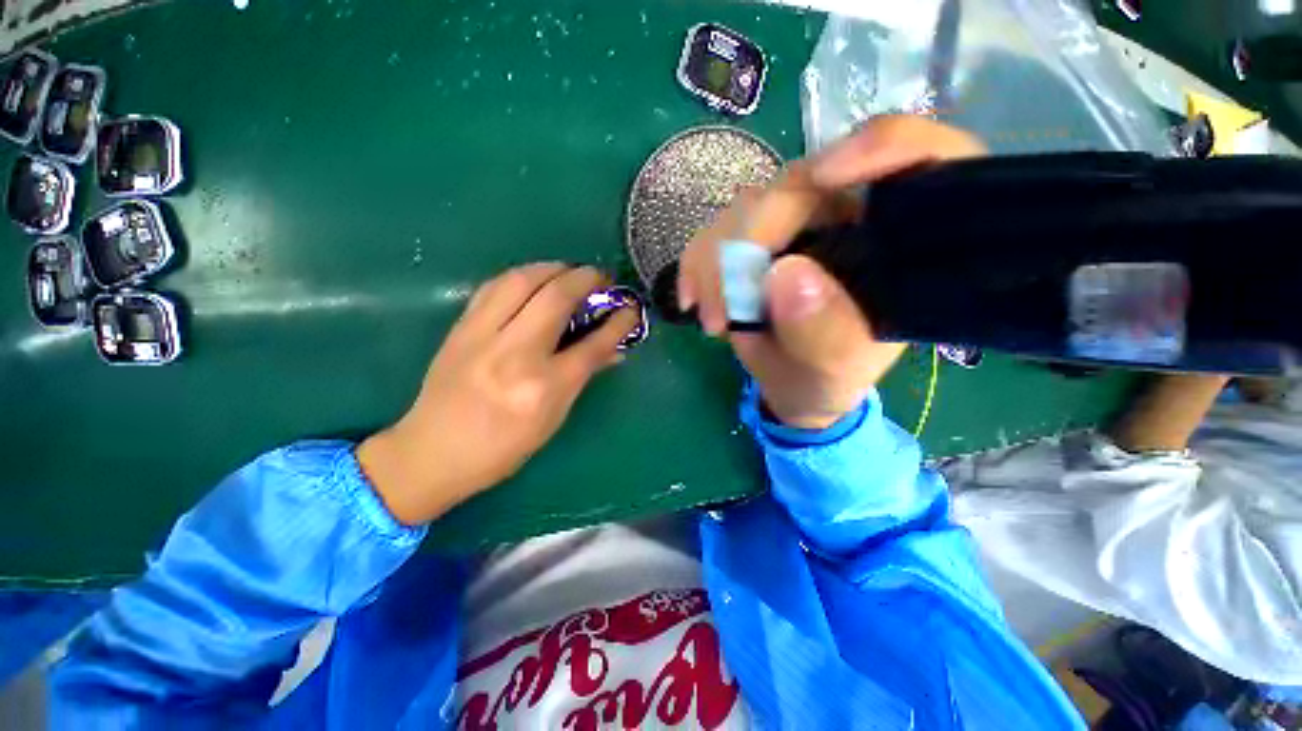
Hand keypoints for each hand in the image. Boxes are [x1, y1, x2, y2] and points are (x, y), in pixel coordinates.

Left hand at [358, 263, 638, 525]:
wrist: (431, 453)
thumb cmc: (502, 448)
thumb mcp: (553, 418)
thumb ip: (582, 377)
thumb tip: (612, 350)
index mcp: (544, 388)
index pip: (593, 344)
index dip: (618, 321)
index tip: (631, 308)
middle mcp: (515, 355)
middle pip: (556, 298)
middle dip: (586, 279)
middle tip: (601, 278)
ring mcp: (482, 337)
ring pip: (522, 280)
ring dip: (553, 268)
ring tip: (570, 272)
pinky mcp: (460, 328)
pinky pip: (494, 286)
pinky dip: (521, 275)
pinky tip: (533, 279)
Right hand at [678, 115, 984, 429]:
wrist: (791, 383)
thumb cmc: (826, 379)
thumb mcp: (834, 372)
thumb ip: (823, 334)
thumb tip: (784, 274)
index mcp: (899, 239)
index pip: (916, 157)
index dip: (877, 147)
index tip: (823, 177)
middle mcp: (849, 216)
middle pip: (800, 185)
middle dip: (750, 243)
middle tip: (725, 311)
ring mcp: (795, 222)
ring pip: (748, 207)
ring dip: (715, 263)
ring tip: (714, 322)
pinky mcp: (753, 236)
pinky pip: (716, 229)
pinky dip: (696, 263)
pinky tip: (693, 300)